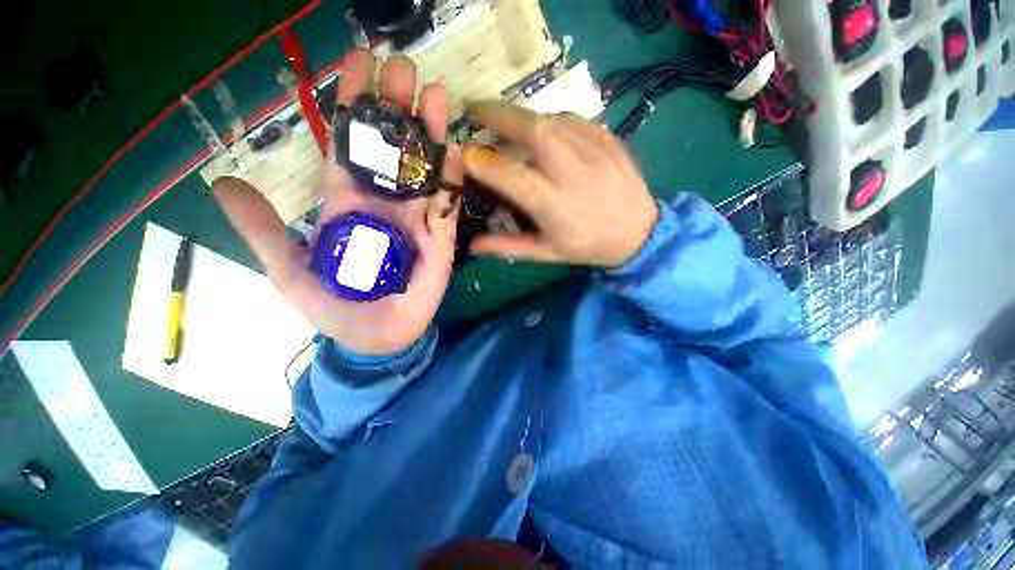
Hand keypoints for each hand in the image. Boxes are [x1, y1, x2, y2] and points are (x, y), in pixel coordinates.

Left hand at [213, 50, 461, 354]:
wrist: (376, 336)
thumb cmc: (336, 307)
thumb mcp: (290, 271)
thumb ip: (265, 230)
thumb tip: (225, 183)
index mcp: (347, 203)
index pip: (348, 145)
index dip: (351, 105)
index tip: (357, 63)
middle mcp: (384, 202)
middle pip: (391, 149)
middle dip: (395, 107)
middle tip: (402, 66)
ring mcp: (417, 219)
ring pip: (424, 170)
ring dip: (430, 133)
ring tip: (437, 95)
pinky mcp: (441, 238)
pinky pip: (447, 203)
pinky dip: (452, 178)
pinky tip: (456, 149)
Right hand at [464, 103, 656, 268]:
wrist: (638, 234)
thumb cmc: (587, 247)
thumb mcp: (546, 253)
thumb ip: (509, 246)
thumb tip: (473, 244)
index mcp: (555, 206)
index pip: (513, 176)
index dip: (485, 163)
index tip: (465, 154)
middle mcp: (574, 174)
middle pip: (535, 131)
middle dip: (500, 116)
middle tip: (476, 112)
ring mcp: (596, 152)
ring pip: (553, 119)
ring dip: (522, 116)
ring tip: (505, 120)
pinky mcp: (609, 139)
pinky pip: (574, 120)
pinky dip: (550, 120)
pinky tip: (543, 130)